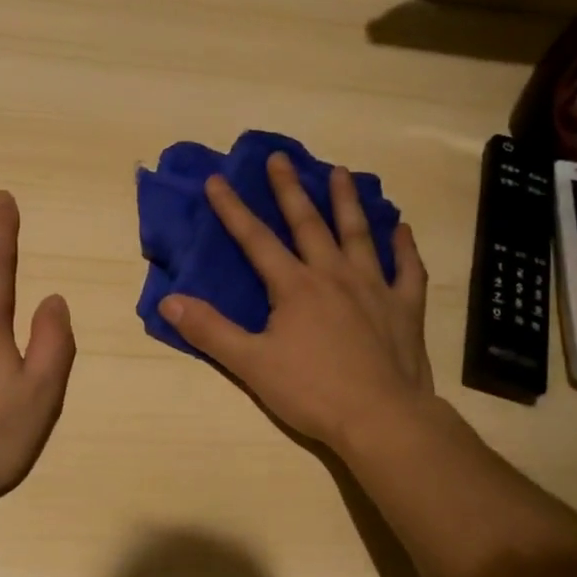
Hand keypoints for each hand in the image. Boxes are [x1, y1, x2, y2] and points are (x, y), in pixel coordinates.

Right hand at [159, 152, 434, 452]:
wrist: (380, 418)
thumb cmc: (312, 392)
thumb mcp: (251, 364)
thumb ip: (210, 330)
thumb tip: (169, 301)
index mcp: (295, 287)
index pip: (256, 240)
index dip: (232, 210)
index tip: (217, 180)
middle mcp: (334, 276)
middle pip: (308, 224)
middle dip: (289, 190)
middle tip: (281, 157)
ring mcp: (374, 288)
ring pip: (358, 234)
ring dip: (347, 202)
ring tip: (341, 171)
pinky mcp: (405, 308)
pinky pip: (407, 269)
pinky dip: (404, 248)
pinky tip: (402, 228)